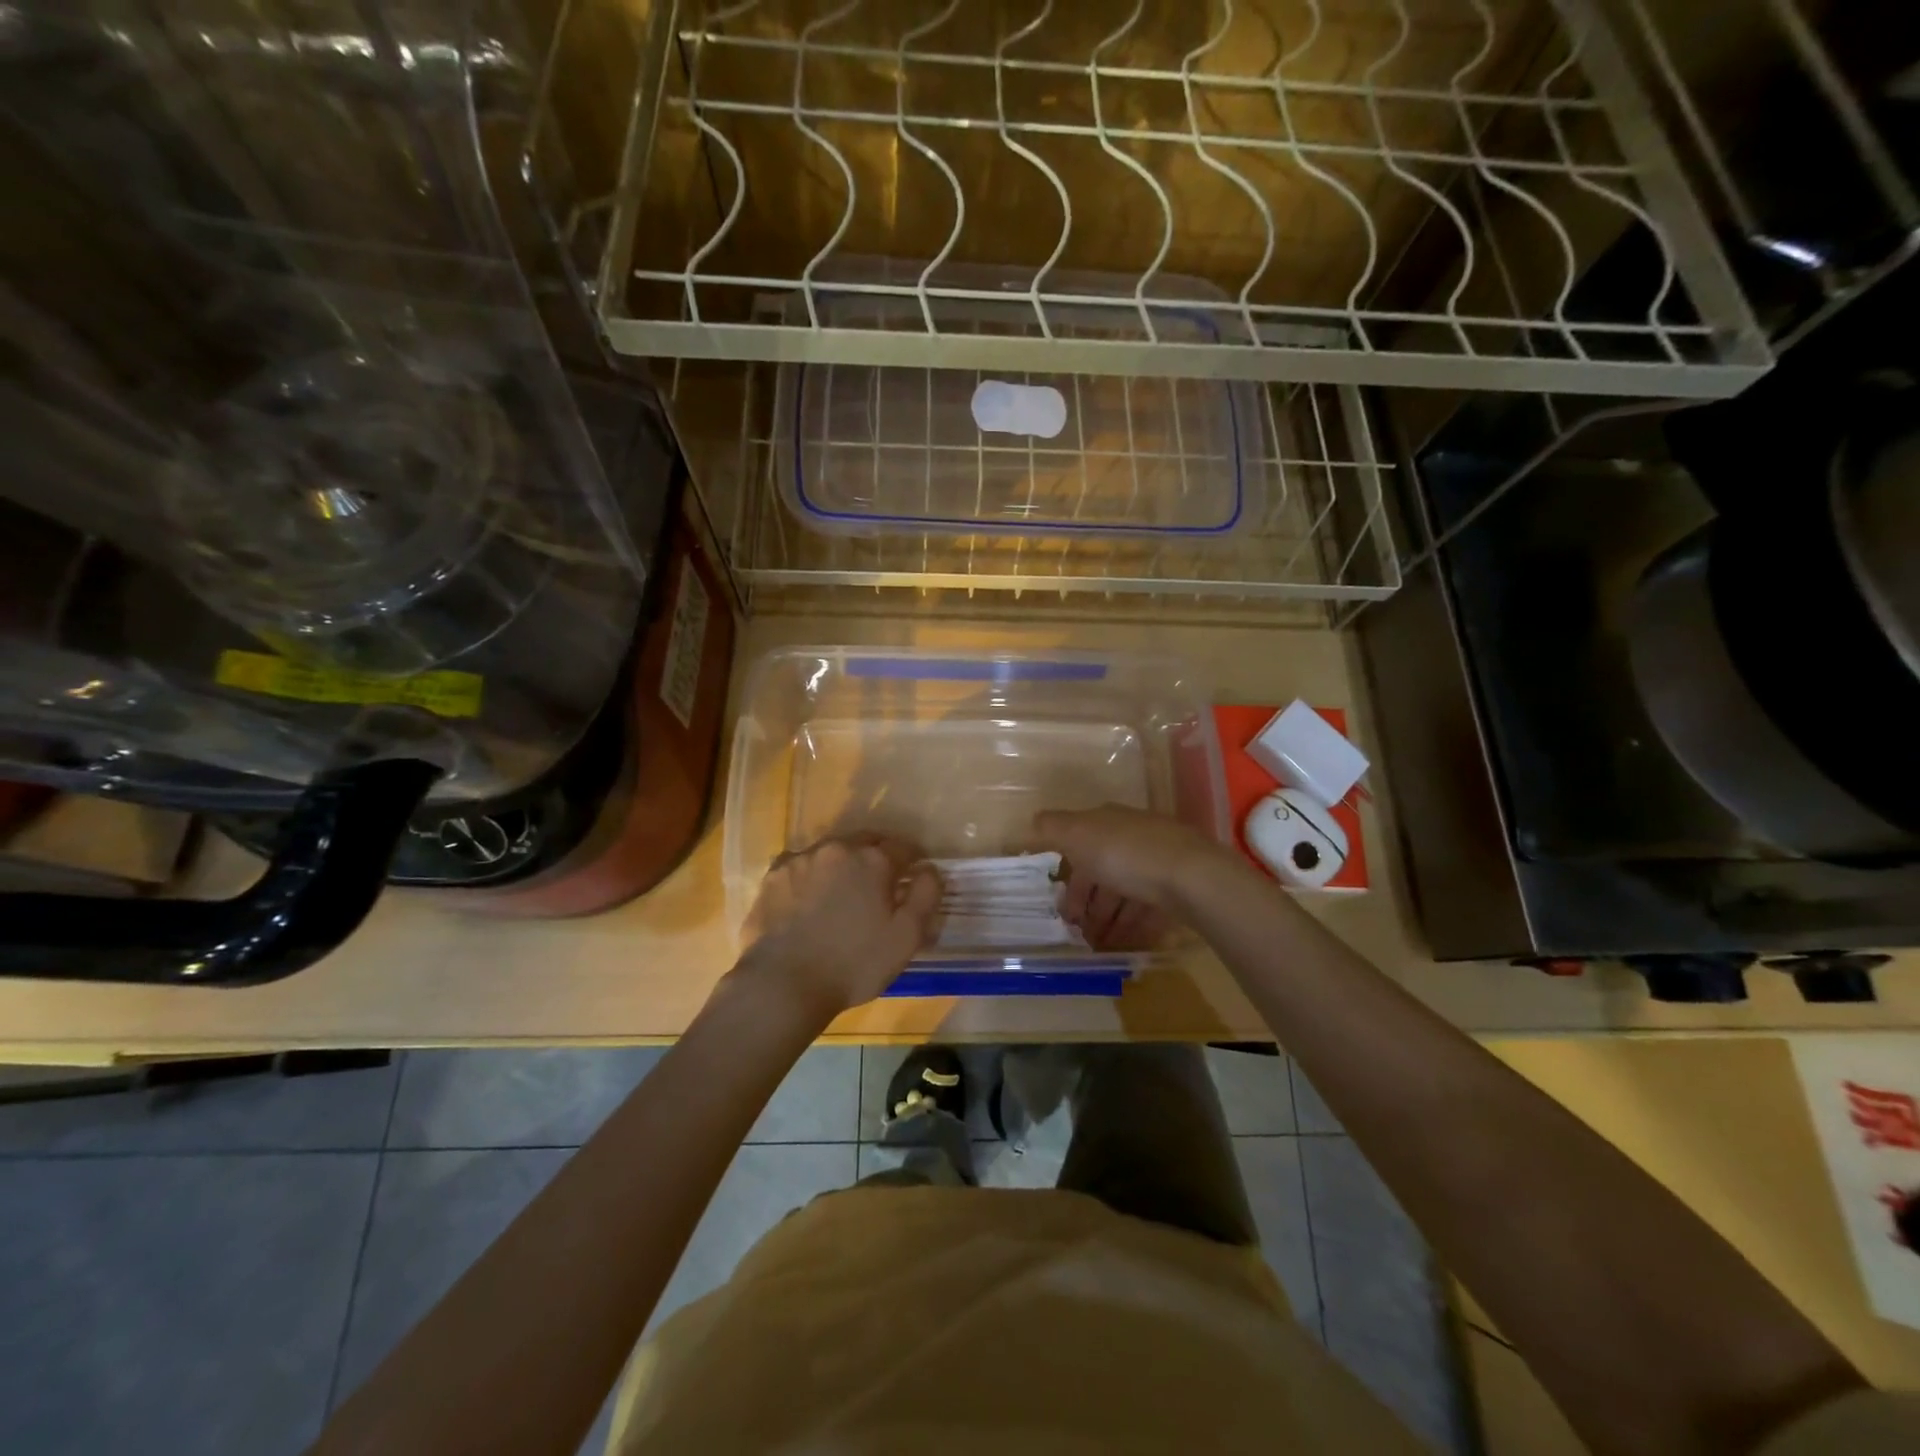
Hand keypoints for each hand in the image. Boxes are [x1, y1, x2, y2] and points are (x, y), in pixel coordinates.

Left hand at [735, 834, 940, 1019]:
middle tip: (881, 884)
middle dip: (878, 857)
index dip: (914, 861)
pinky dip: (812, 875)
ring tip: (843, 893)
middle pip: (866, 842)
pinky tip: (810, 899)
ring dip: (843, 864)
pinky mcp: (773, 875)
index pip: (904, 847)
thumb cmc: (854, 964)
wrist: (783, 984)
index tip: (915, 877)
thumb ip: (926, 895)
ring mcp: (801, 859)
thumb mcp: (907, 937)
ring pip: (832, 851)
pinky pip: (802, 865)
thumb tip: (929, 869)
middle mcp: (837, 848)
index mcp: (873, 859)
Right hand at [1031, 806, 1225, 950]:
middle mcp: (1134, 836)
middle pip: (1104, 870)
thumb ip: (1051, 828)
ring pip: (1127, 890)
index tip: (1061, 909)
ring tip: (1100, 944)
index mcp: (1109, 821)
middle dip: (1090, 902)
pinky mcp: (1181, 885)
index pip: (1081, 844)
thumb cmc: (1124, 854)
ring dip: (1110, 917)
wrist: (1191, 875)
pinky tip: (1128, 942)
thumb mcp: (1076, 834)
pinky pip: (1150, 906)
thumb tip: (1032, 822)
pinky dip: (1136, 923)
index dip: (1068, 876)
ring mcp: (1160, 860)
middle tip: (1079, 933)